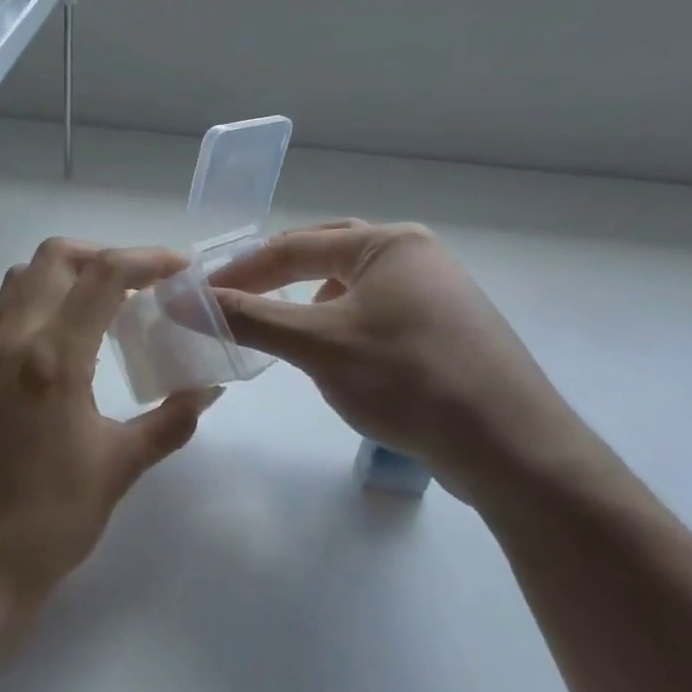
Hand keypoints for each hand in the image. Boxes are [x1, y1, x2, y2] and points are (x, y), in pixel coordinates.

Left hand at [0, 238, 219, 607]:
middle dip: (103, 255)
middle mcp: (15, 342)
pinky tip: (78, 339)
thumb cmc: (49, 517)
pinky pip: (12, 311)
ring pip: (25, 279)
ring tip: (111, 303)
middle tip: (144, 283)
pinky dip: (47, 300)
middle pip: (53, 258)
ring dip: (69, 273)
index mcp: (53, 358)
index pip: (102, 277)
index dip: (147, 259)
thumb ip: (170, 421)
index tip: (183, 269)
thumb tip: (207, 390)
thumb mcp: (119, 467)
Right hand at [209, 221, 607, 504]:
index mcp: (388, 242)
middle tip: (235, 302)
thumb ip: (247, 318)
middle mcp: (415, 255)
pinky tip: (335, 359)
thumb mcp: (318, 346)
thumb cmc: (409, 380)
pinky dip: (340, 328)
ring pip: (351, 288)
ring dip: (308, 306)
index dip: (241, 270)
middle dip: (276, 279)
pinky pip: (375, 315)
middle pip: (325, 256)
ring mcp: (435, 293)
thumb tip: (181, 300)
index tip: (199, 296)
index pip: (294, 246)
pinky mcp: (444, 330)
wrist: (511, 448)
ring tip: (283, 333)